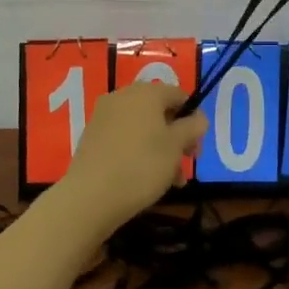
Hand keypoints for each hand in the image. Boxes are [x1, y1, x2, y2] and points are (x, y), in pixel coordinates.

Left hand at [55, 83, 207, 231]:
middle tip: (185, 164)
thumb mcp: (176, 146)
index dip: (193, 119)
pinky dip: (138, 153)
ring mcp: (104, 116)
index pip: (178, 95)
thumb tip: (198, 117)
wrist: (90, 196)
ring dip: (160, 150)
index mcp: (146, 92)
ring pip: (142, 128)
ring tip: (169, 181)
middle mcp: (123, 96)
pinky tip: (144, 179)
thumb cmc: (142, 165)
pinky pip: (124, 138)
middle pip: (159, 112)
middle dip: (176, 138)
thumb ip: (193, 127)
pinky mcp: (92, 136)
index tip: (196, 147)